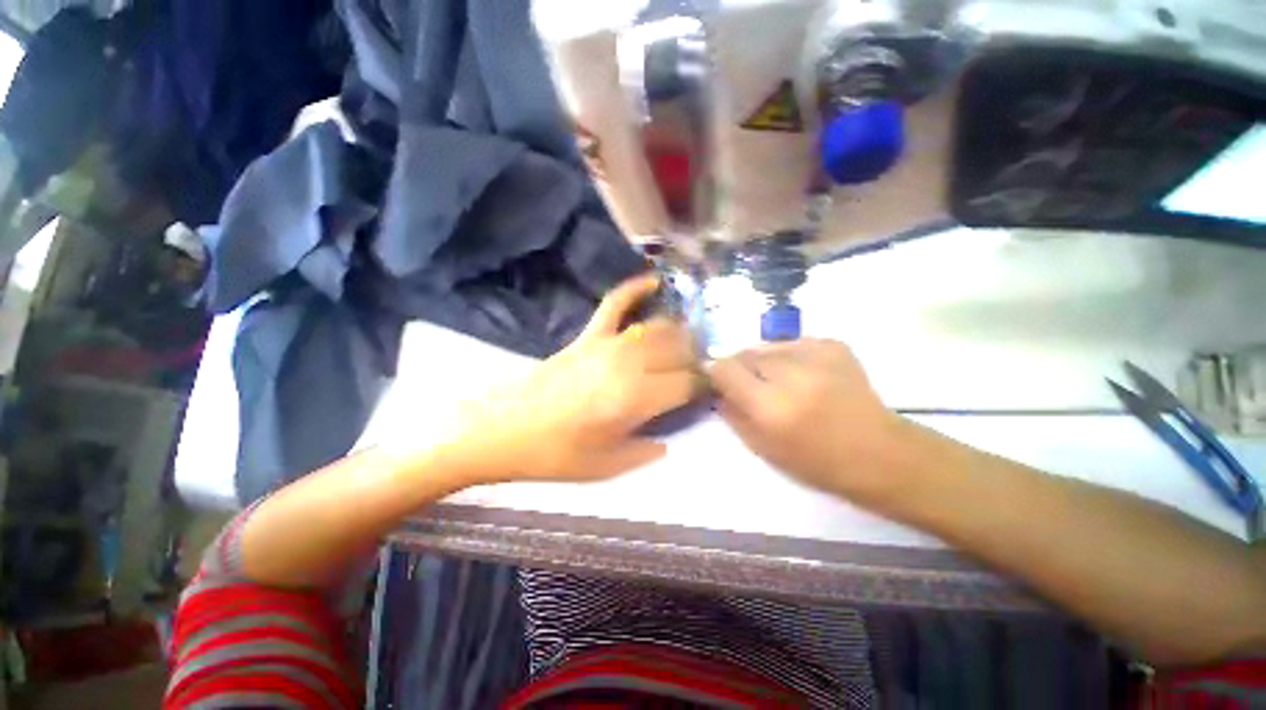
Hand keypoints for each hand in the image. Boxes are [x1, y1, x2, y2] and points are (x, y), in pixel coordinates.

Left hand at [458, 274, 699, 482]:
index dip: (703, 386)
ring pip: (656, 327)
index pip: (686, 384)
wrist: (503, 430)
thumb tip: (667, 442)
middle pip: (678, 349)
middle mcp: (629, 365)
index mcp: (636, 400)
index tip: (707, 390)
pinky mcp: (587, 336)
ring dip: (678, 331)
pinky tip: (653, 281)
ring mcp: (607, 345)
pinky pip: (614, 304)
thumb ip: (644, 454)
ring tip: (688, 339)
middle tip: (700, 367)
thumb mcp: (606, 468)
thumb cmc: (555, 455)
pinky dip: (634, 288)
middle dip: (696, 356)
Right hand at [710, 339, 910, 504]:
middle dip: (741, 369)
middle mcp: (791, 373)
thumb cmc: (816, 461)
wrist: (879, 452)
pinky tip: (804, 377)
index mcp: (770, 405)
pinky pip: (792, 344)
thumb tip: (717, 388)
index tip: (721, 383)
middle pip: (744, 353)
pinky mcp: (833, 344)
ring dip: (765, 363)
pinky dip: (788, 357)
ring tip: (782, 383)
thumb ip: (732, 413)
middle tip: (753, 388)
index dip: (717, 374)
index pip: (724, 368)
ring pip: (767, 346)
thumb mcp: (762, 448)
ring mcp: (816, 354)